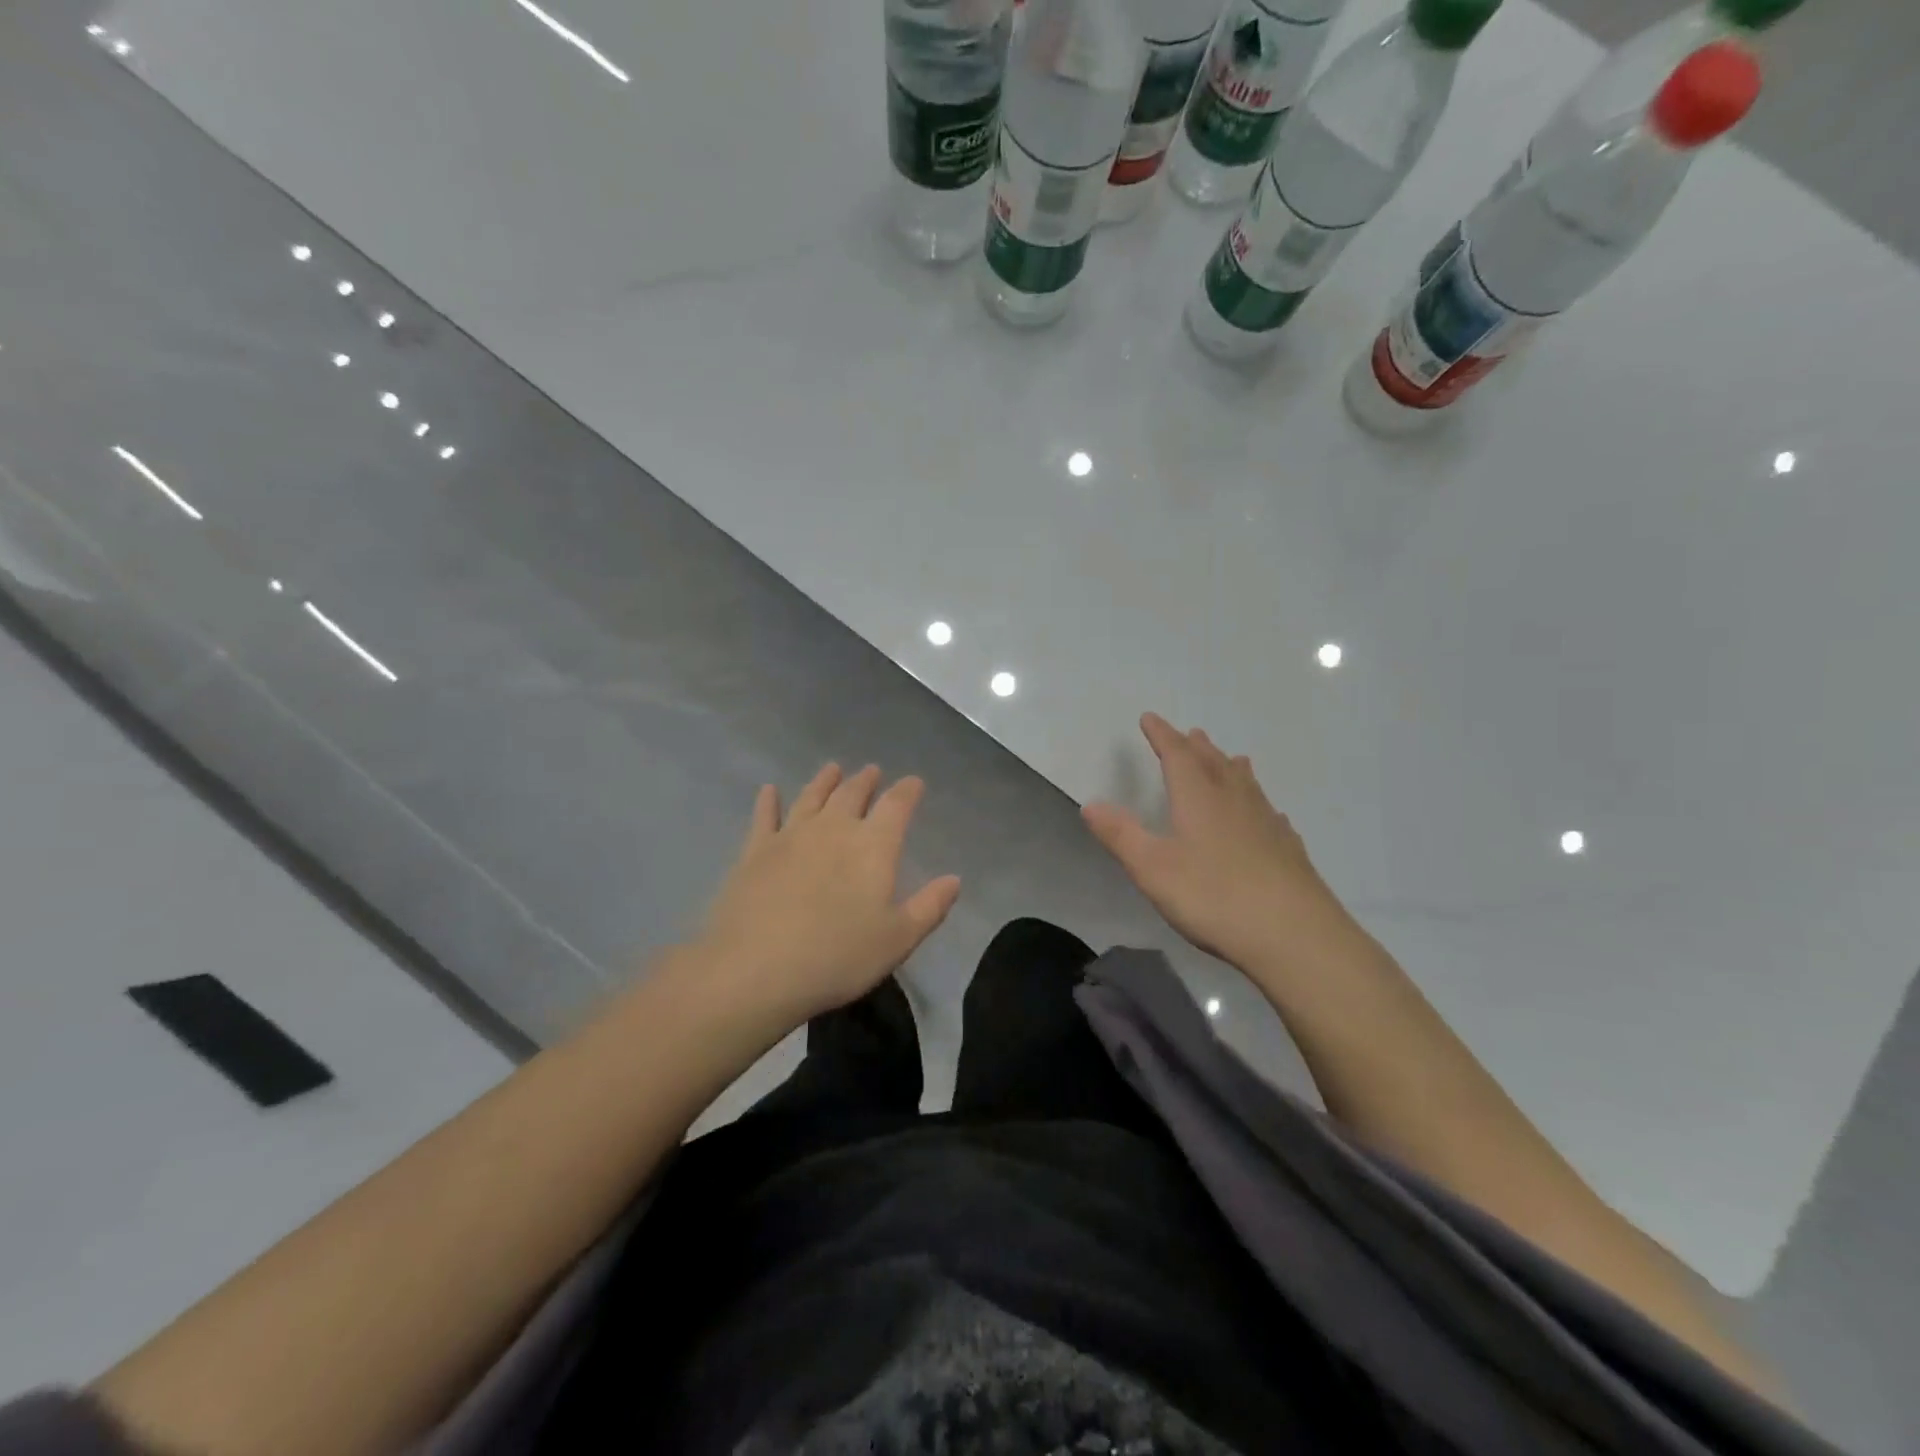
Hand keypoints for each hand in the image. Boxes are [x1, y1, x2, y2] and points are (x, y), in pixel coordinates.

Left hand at [685, 763, 960, 1028]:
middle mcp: (833, 829)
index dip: (907, 791)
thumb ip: (929, 907)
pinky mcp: (755, 851)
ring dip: (824, 781)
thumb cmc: (838, 957)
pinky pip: (764, 816)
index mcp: (873, 846)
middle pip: (852, 794)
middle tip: (871, 770)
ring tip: (832, 768)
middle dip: (865, 781)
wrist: (756, 969)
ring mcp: (790, 835)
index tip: (914, 782)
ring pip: (811, 797)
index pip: (896, 806)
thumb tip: (954, 879)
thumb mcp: (897, 940)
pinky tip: (769, 790)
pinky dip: (768, 801)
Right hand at [1083, 713, 1347, 972]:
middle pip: (1214, 763)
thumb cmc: (1213, 897)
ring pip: (1247, 784)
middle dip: (1197, 747)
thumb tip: (1090, 803)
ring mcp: (1267, 823)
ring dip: (1232, 767)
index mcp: (1199, 798)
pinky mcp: (1289, 849)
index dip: (1162, 735)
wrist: (1294, 935)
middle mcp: (1234, 800)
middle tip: (1190, 734)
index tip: (1150, 718)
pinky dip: (1261, 804)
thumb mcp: (1152, 868)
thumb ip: (1121, 835)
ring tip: (1231, 758)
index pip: (1177, 755)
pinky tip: (1269, 816)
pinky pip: (1271, 814)